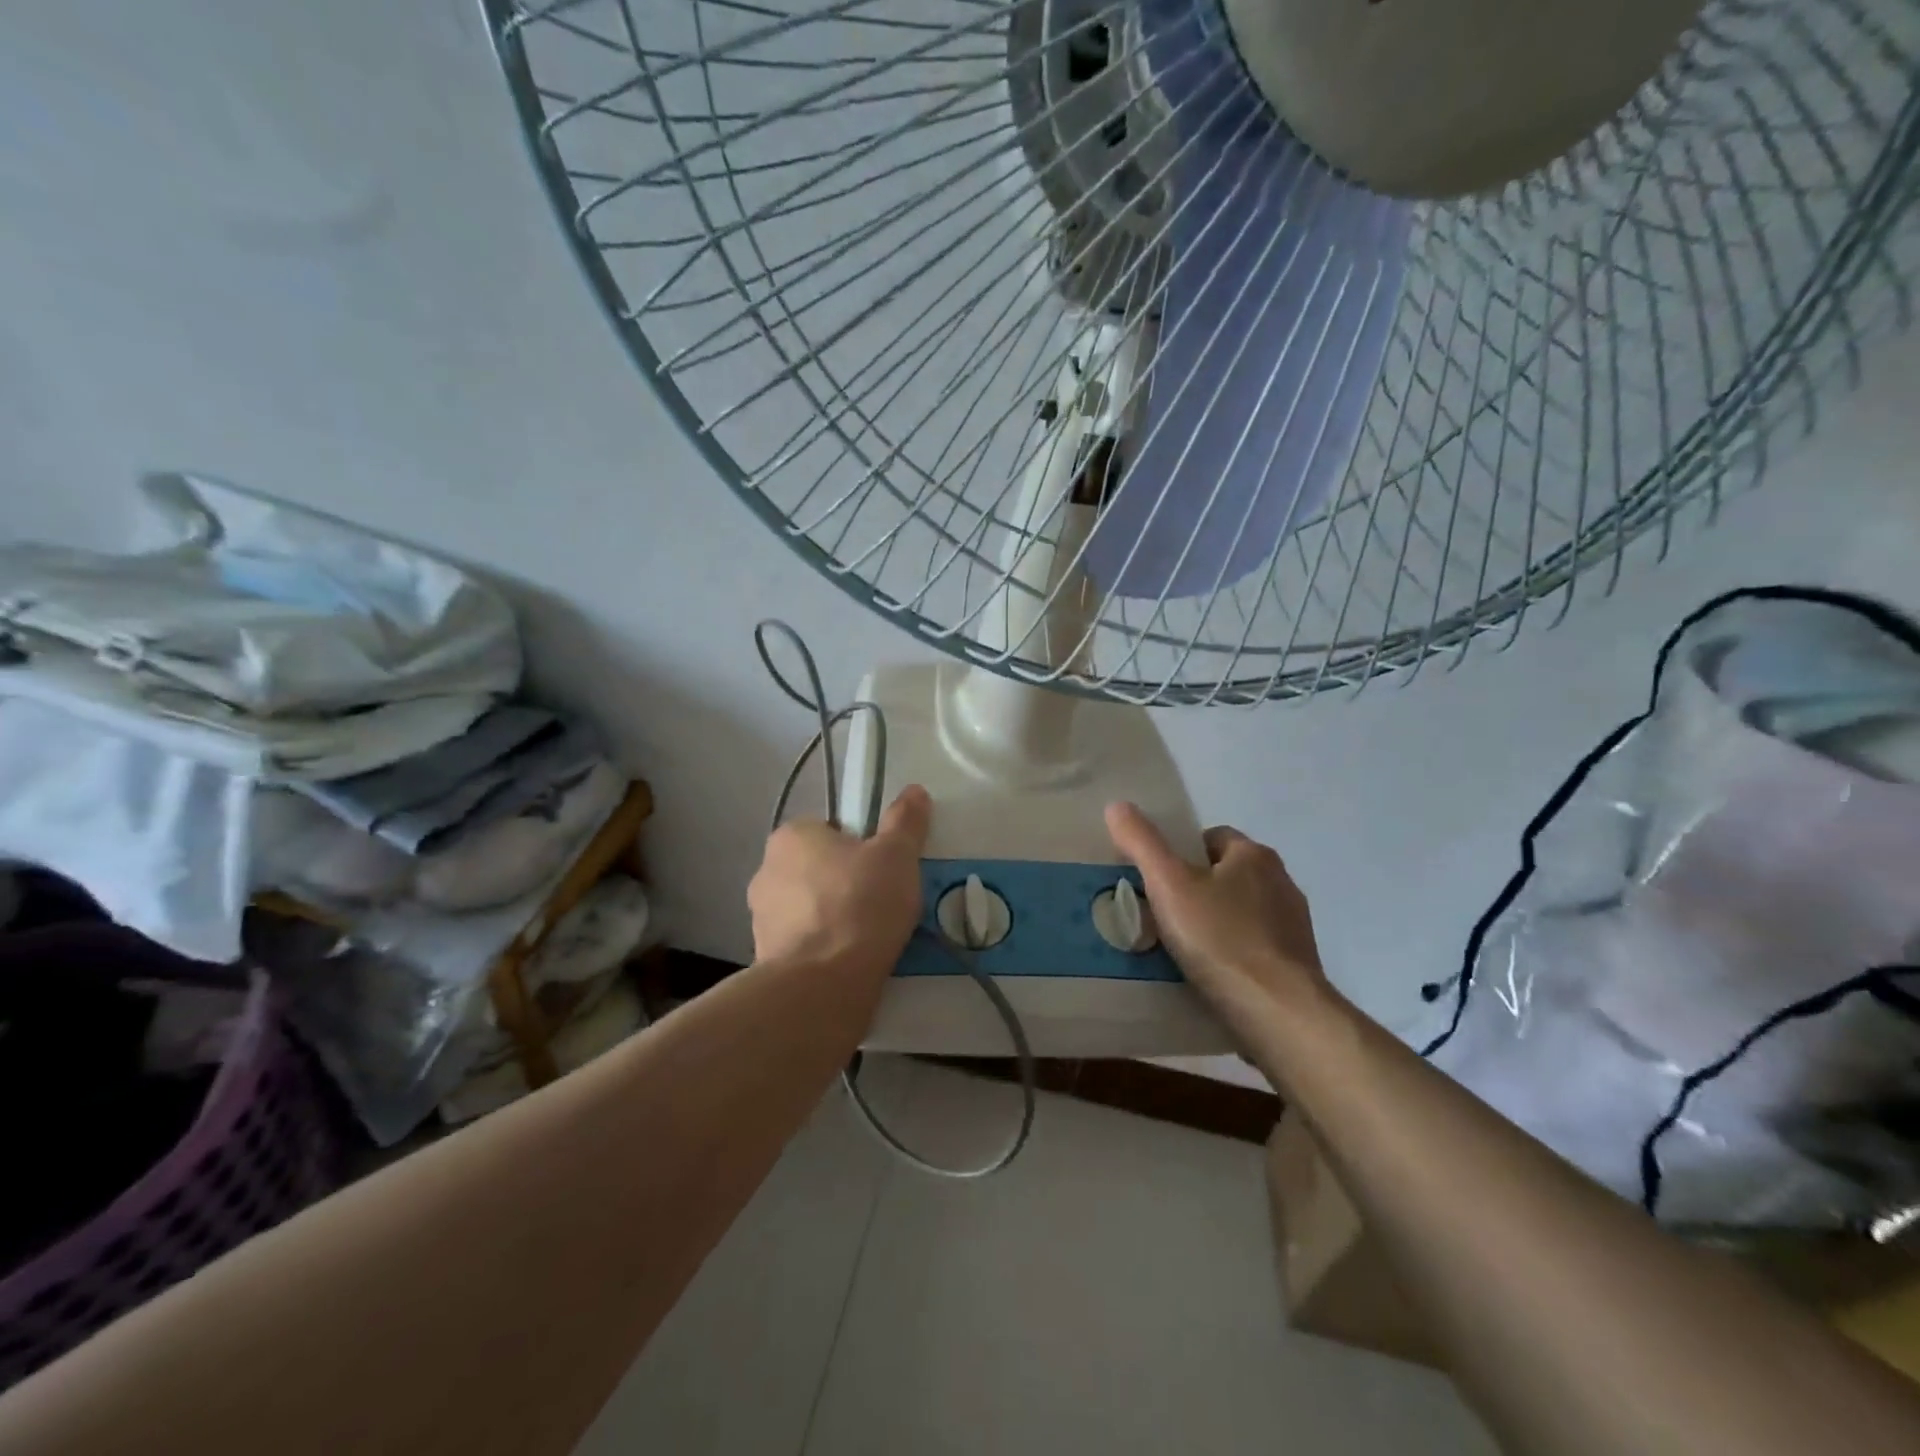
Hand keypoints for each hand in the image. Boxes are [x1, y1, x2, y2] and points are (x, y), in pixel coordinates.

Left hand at [749, 785, 931, 979]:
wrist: (821, 986)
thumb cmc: (859, 905)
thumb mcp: (896, 855)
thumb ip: (905, 820)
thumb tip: (914, 791)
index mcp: (790, 836)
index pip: (829, 829)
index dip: (860, 845)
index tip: (883, 867)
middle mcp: (766, 870)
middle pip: (819, 868)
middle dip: (846, 882)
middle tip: (884, 901)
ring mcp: (761, 918)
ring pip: (810, 907)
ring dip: (834, 917)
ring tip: (873, 937)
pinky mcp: (765, 958)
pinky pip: (805, 943)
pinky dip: (825, 949)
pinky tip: (852, 962)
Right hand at [1105, 802, 1334, 1044]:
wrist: (1278, 1012)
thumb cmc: (1220, 939)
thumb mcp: (1168, 885)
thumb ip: (1142, 843)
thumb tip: (1117, 805)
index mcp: (1254, 855)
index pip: (1211, 837)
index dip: (1180, 855)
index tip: (1157, 882)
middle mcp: (1281, 881)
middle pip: (1225, 874)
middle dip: (1195, 890)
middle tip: (1161, 916)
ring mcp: (1293, 924)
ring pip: (1240, 911)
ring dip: (1215, 923)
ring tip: (1181, 949)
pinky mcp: (1297, 962)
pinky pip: (1254, 946)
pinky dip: (1232, 953)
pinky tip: (1210, 975)